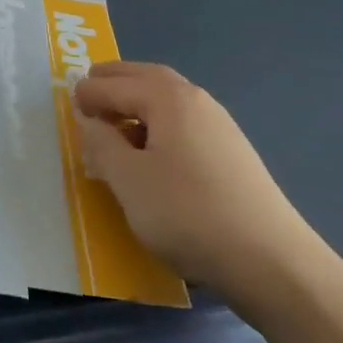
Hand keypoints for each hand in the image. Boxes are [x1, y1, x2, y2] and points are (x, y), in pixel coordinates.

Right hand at [74, 60, 330, 318]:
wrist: (273, 263)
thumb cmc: (189, 214)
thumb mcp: (129, 181)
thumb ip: (102, 145)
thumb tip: (92, 121)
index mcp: (167, 98)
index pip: (116, 84)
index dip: (89, 92)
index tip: (69, 101)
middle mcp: (195, 100)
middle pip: (147, 78)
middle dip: (117, 80)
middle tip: (90, 86)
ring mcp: (220, 126)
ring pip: (168, 100)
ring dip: (138, 102)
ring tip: (117, 122)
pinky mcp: (233, 154)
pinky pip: (184, 123)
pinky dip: (159, 123)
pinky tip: (154, 153)